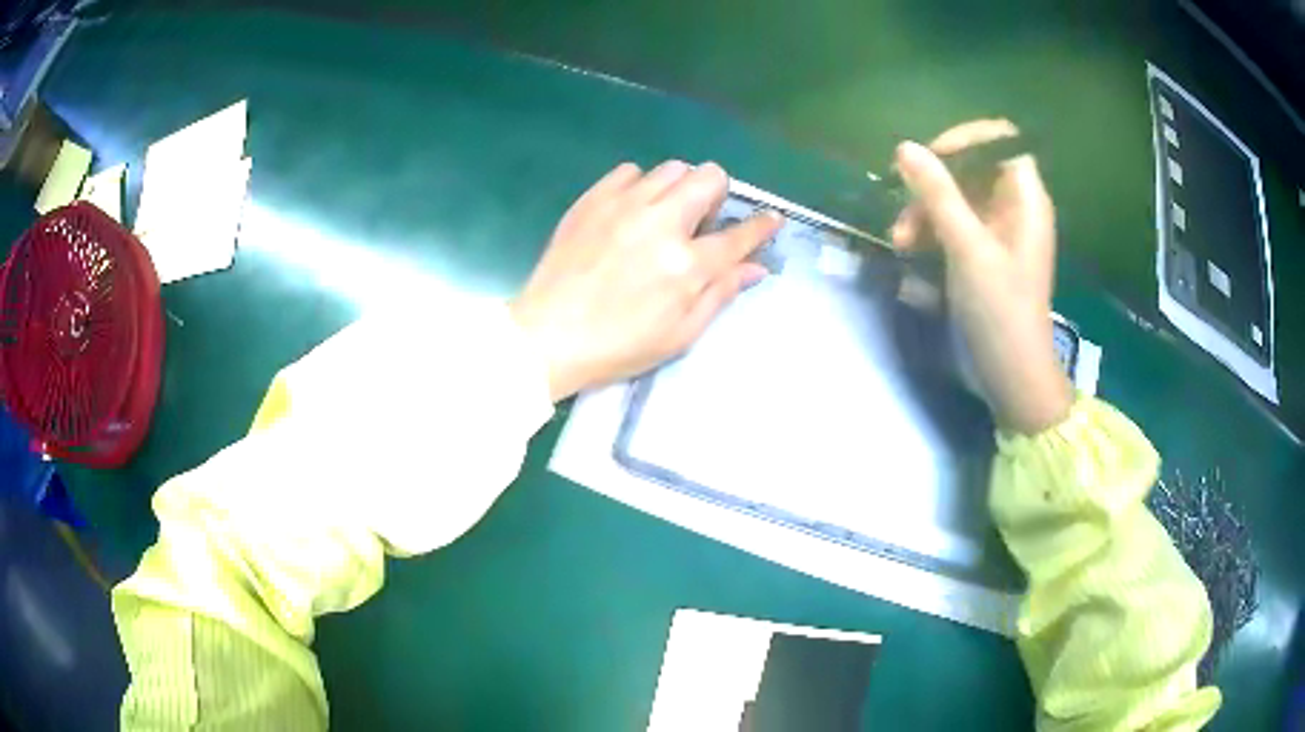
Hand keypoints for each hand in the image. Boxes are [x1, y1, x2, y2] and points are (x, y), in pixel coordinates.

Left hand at [510, 161, 782, 401]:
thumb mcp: (679, 335)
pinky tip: (631, 210)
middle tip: (703, 220)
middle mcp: (660, 224)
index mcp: (686, 266)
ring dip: (679, 187)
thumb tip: (756, 268)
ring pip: (672, 168)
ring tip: (665, 214)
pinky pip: (629, 171)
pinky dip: (639, 185)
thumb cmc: (617, 346)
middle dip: (718, 194)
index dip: (762, 226)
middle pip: (709, 177)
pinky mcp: (593, 199)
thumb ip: (720, 295)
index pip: (740, 236)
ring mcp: (623, 205)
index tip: (770, 219)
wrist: (546, 336)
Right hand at [891, 119, 1072, 433]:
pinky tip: (910, 250)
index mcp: (1025, 198)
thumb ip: (937, 194)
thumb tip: (905, 148)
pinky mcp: (985, 254)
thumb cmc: (1000, 310)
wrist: (1013, 375)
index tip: (929, 159)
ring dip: (925, 210)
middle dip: (933, 182)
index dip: (965, 140)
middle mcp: (1015, 207)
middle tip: (902, 202)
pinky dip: (932, 231)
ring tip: (900, 240)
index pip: (1000, 140)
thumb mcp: (968, 248)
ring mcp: (999, 232)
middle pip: (973, 168)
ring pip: (958, 197)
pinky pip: (955, 224)